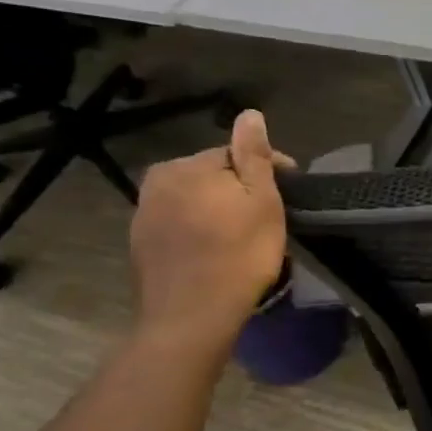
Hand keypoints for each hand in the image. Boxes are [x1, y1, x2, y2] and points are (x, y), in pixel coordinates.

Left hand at [129, 110, 293, 345]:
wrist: (191, 316)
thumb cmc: (239, 254)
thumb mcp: (261, 200)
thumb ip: (254, 155)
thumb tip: (249, 114)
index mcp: (187, 166)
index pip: (236, 154)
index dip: (268, 169)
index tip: (290, 191)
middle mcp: (158, 182)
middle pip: (212, 175)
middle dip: (239, 189)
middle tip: (268, 216)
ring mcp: (144, 214)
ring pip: (195, 200)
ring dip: (219, 209)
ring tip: (245, 233)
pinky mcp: (141, 244)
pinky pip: (180, 224)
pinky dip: (200, 229)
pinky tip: (218, 249)